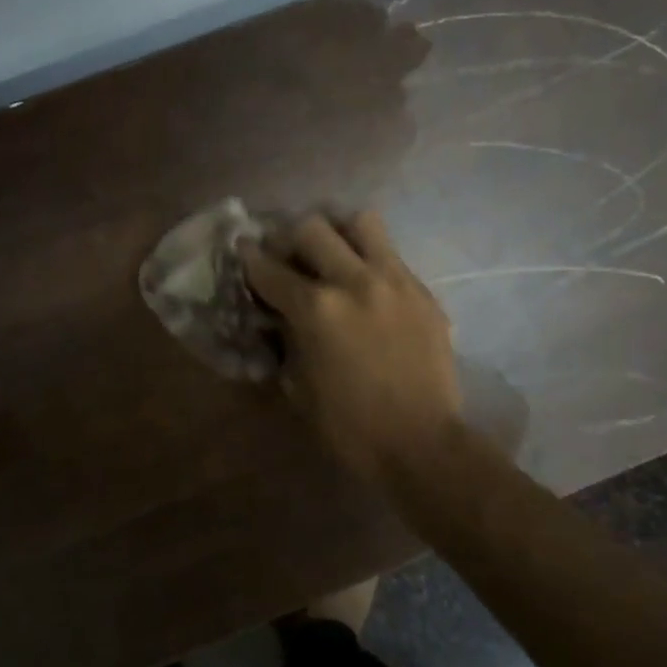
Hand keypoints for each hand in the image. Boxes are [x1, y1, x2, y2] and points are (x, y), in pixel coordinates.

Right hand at [240, 211, 460, 483]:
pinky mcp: (422, 292)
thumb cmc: (350, 426)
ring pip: (361, 223)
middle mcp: (354, 282)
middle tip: (288, 254)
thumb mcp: (299, 386)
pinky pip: (391, 256)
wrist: (422, 444)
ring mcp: (394, 281)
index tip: (243, 248)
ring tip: (334, 253)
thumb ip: (286, 339)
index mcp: (316, 310)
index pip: (270, 268)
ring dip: (339, 233)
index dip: (250, 257)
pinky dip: (371, 261)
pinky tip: (368, 287)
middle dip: (290, 237)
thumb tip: (280, 316)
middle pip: (312, 228)